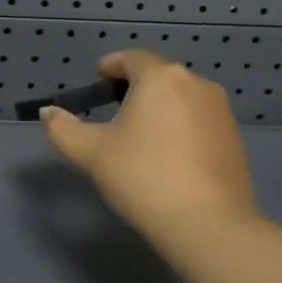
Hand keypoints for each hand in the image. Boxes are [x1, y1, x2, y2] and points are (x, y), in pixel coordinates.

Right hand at [40, 49, 257, 241]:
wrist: (208, 224)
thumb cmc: (143, 177)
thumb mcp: (92, 154)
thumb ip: (64, 129)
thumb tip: (48, 113)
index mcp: (161, 77)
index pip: (131, 58)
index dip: (111, 67)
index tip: (97, 83)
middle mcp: (196, 83)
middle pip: (159, 76)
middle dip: (135, 89)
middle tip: (114, 114)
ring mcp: (220, 110)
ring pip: (181, 98)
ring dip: (160, 108)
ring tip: (141, 138)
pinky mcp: (234, 137)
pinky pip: (199, 120)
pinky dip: (180, 128)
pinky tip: (169, 157)